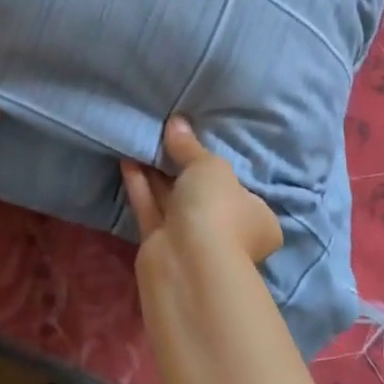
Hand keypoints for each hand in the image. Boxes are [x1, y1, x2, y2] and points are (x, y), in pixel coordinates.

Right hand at [120, 117, 281, 267]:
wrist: (188, 261)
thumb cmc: (217, 209)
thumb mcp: (209, 167)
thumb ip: (190, 146)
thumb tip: (176, 122)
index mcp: (256, 217)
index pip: (240, 190)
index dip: (220, 168)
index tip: (199, 146)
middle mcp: (227, 231)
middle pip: (202, 194)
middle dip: (181, 168)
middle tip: (163, 137)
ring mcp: (192, 240)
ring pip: (172, 201)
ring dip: (156, 174)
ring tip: (141, 142)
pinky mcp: (160, 245)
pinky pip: (151, 209)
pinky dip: (140, 186)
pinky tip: (127, 160)